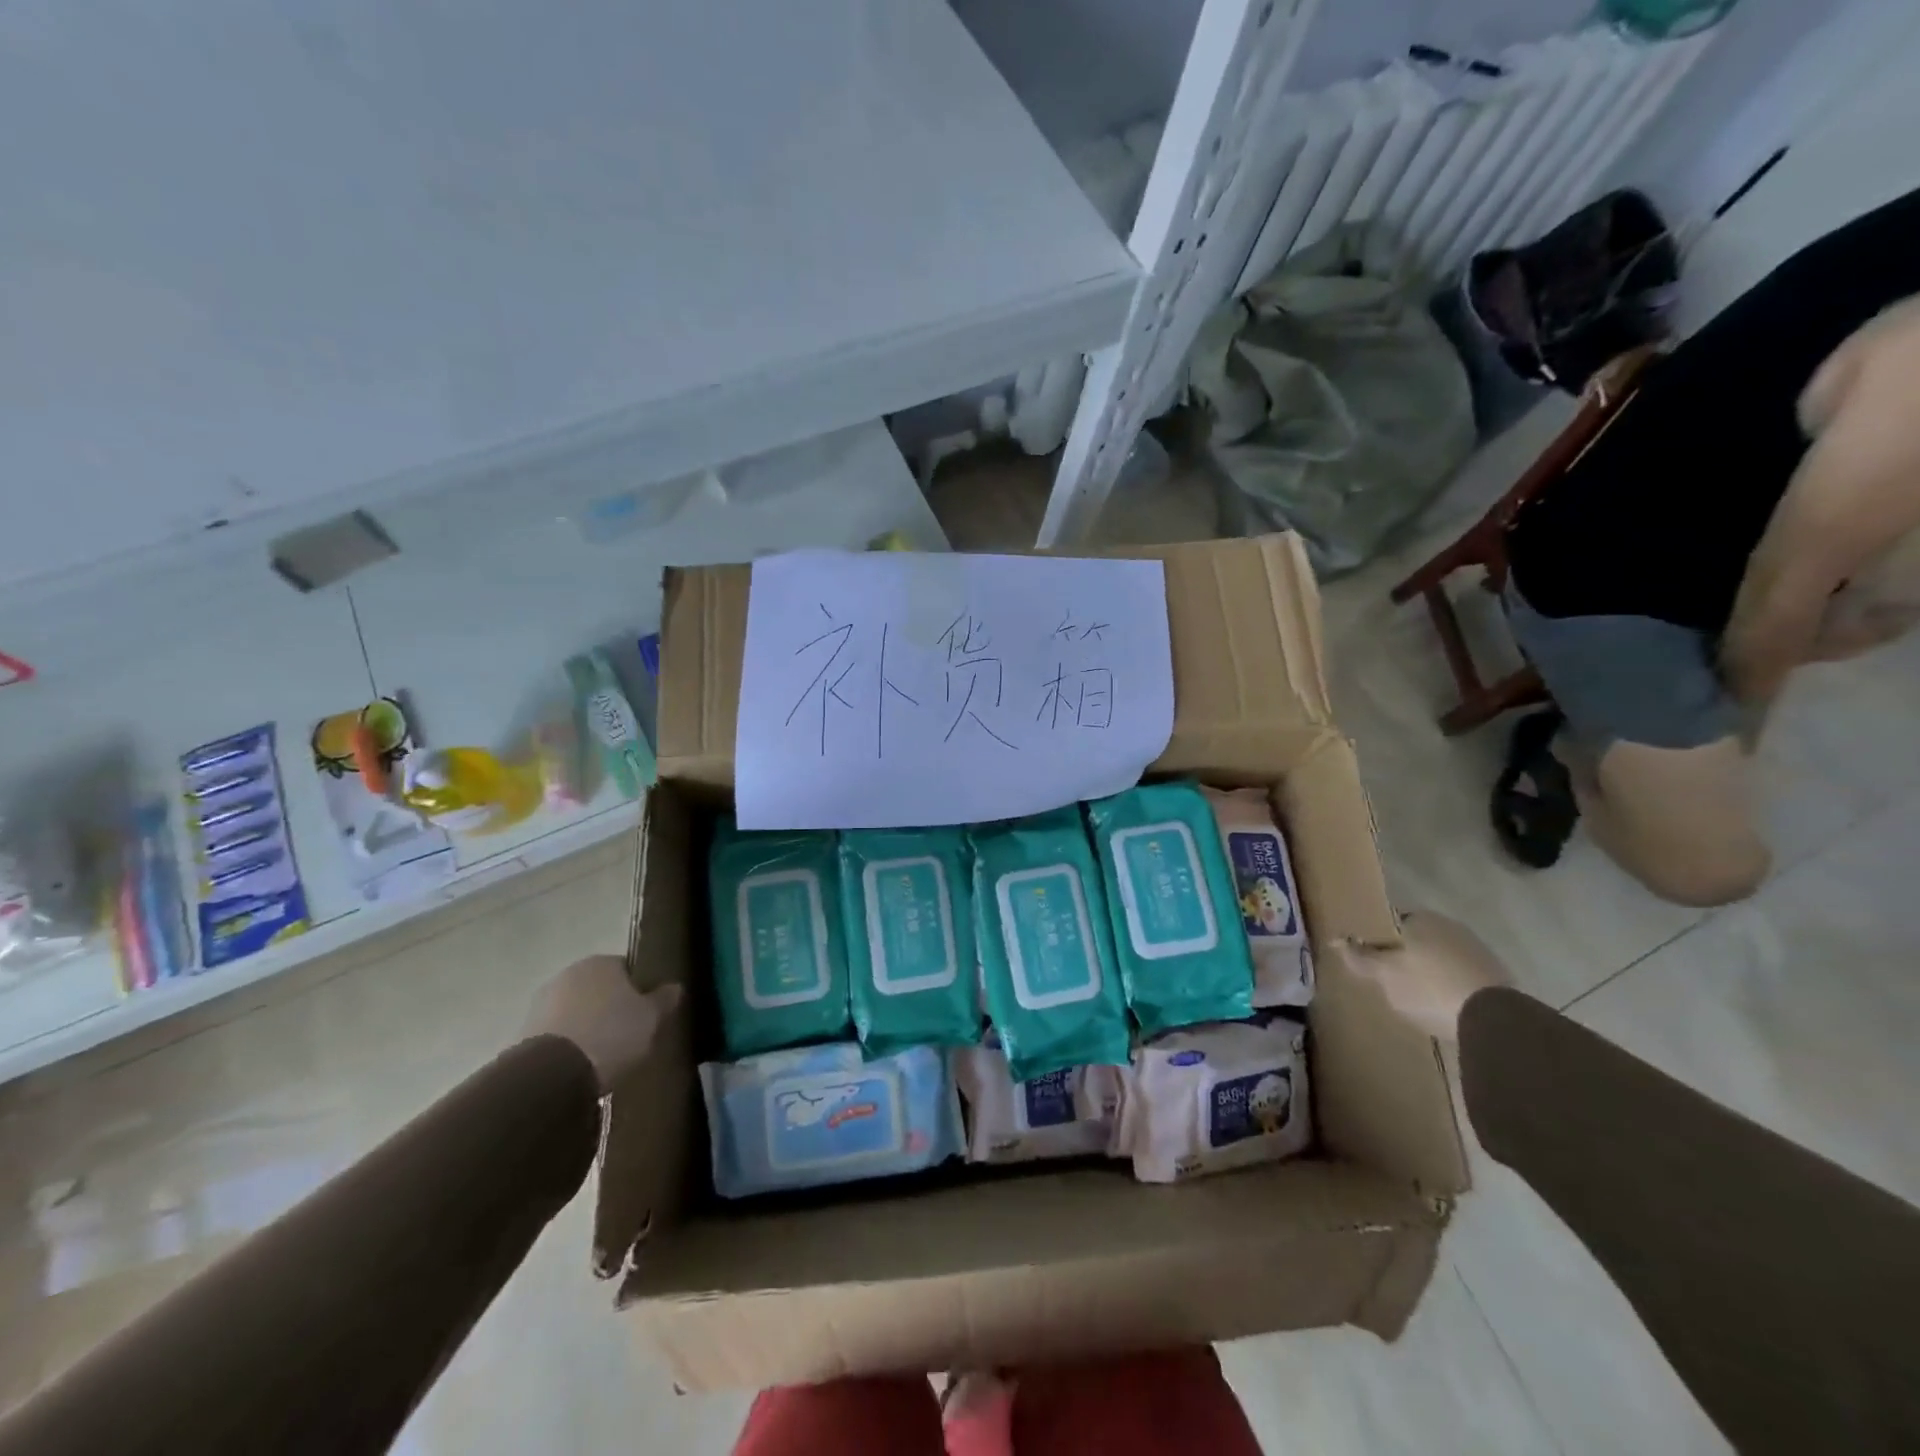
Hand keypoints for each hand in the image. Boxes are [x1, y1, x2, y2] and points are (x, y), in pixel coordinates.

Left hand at [524, 955, 681, 1092]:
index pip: (626, 968)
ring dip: (585, 1026)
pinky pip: (556, 1034)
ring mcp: (541, 1002)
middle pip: (598, 989)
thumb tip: (674, 987)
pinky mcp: (523, 1032)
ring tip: (601, 1055)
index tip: (646, 1012)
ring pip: (574, 1011)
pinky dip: (567, 1045)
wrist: (551, 1074)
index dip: (638, 990)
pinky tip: (578, 1065)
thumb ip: (665, 999)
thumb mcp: (652, 1018)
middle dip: (609, 1007)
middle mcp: (569, 973)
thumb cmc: (611, 1034)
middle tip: (626, 1034)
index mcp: (601, 962)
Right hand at [1341, 912, 1510, 1042]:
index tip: (1371, 959)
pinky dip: (1451, 986)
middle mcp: (1451, 926)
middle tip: (1391, 980)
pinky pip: (1461, 976)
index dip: (1378, 939)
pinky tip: (1444, 1006)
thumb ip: (1359, 957)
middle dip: (1405, 956)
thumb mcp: (1384, 975)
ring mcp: (1478, 950)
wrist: (1494, 1021)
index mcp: (1421, 919)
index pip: (1390, 921)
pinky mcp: (1497, 976)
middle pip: (1417, 939)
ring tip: (1418, 997)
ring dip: (1430, 972)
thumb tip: (1335, 940)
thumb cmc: (1428, 988)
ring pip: (1441, 957)